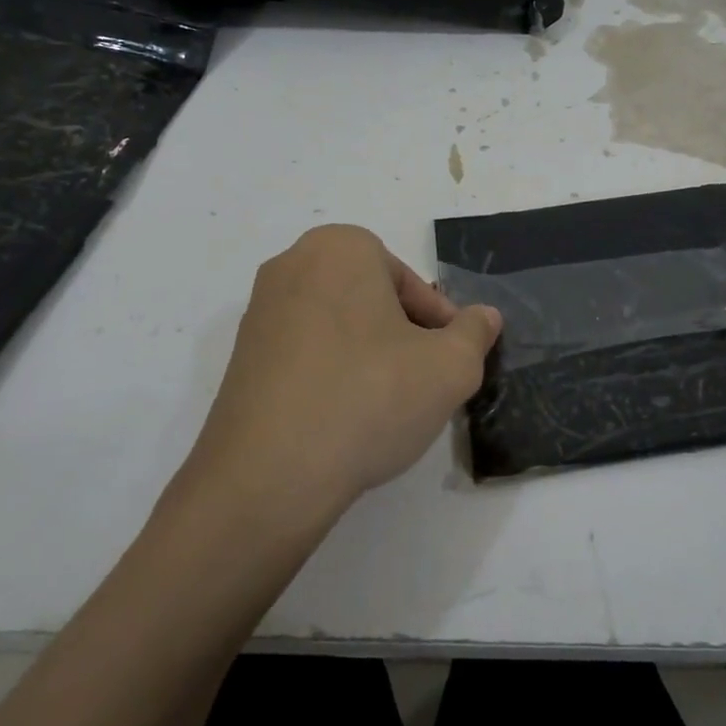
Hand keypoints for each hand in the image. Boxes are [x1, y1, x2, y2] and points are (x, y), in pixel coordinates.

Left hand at [180, 225, 501, 521]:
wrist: (267, 476)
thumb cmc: (369, 398)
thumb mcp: (449, 367)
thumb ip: (475, 333)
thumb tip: (484, 317)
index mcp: (340, 248)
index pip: (408, 283)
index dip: (438, 324)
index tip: (448, 362)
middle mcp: (292, 266)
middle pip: (372, 300)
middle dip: (402, 337)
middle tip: (421, 382)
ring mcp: (260, 313)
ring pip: (339, 328)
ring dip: (368, 358)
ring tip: (385, 407)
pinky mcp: (241, 358)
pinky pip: (304, 356)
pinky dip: (330, 377)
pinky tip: (343, 420)